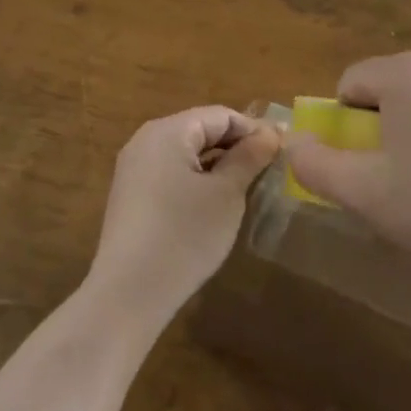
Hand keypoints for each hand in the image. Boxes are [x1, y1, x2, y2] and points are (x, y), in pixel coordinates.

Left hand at [86, 106, 280, 326]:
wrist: (128, 295)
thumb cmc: (184, 236)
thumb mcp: (226, 194)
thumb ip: (250, 157)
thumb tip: (271, 132)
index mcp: (168, 130)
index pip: (221, 115)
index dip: (254, 129)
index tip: (283, 151)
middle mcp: (146, 140)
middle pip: (201, 130)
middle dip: (236, 146)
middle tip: (269, 170)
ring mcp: (134, 168)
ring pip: (186, 153)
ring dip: (218, 164)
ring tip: (247, 187)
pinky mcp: (131, 195)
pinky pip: (171, 173)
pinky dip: (196, 180)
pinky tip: (214, 204)